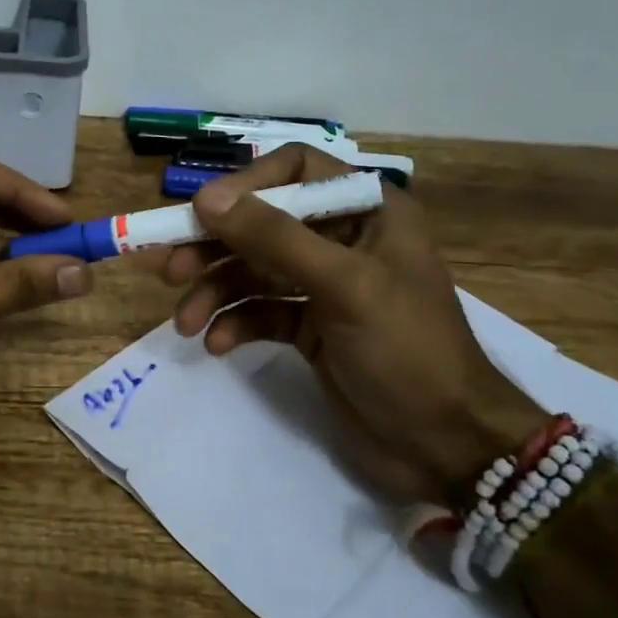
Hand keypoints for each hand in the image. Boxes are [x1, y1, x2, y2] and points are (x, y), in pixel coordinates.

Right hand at [159, 144, 547, 502]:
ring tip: (185, 322)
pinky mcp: (310, 326)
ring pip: (252, 270)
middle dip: (215, 246)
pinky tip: (218, 344)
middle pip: (262, 222)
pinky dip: (235, 323)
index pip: (295, 169)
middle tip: (171, 271)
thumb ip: (275, 238)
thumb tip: (204, 199)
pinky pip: (259, 311)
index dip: (246, 185)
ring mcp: (324, 284)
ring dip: (215, 292)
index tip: (202, 215)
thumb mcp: (345, 287)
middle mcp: (343, 237)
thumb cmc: (408, 352)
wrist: (447, 447)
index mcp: (367, 210)